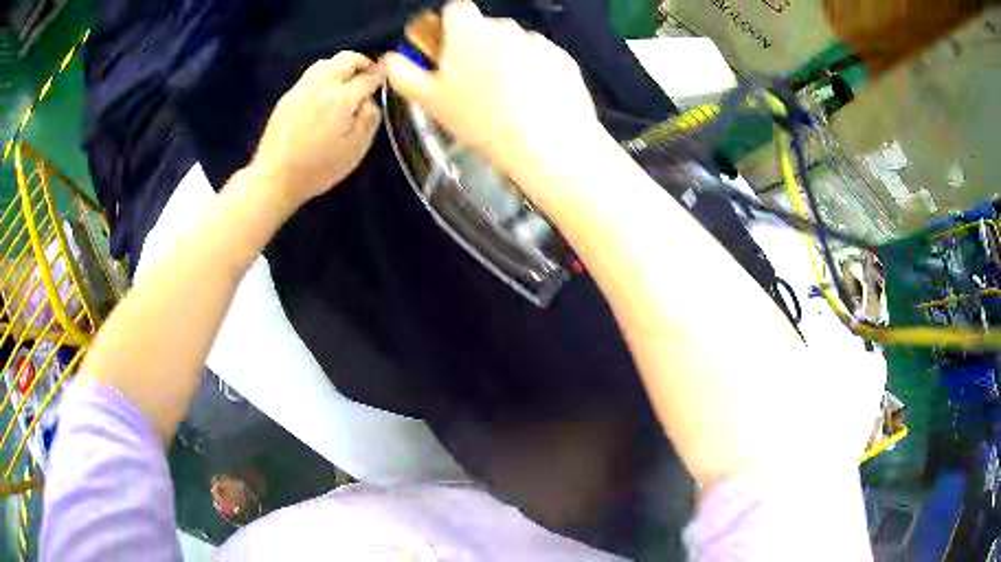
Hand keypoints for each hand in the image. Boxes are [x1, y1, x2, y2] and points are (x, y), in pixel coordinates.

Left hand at [251, 52, 383, 208]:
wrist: (275, 177)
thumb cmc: (318, 169)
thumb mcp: (355, 151)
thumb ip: (369, 120)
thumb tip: (371, 101)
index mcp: (342, 99)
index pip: (368, 77)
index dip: (380, 76)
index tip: (386, 78)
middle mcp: (322, 86)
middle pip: (346, 59)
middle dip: (362, 63)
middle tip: (369, 73)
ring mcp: (302, 89)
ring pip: (326, 62)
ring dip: (342, 65)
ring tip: (348, 78)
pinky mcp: (288, 96)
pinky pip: (310, 74)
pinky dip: (324, 74)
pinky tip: (326, 90)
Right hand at [383, 2, 602, 181]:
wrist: (545, 142)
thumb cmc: (479, 120)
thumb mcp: (429, 101)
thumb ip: (404, 74)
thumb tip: (389, 59)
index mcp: (468, 31)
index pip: (456, 10)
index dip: (450, 27)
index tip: (450, 51)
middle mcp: (505, 28)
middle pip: (486, 29)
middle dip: (479, 47)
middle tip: (476, 84)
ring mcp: (538, 42)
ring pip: (516, 44)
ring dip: (509, 60)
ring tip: (509, 99)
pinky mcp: (564, 59)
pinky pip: (543, 59)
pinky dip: (537, 72)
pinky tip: (535, 102)